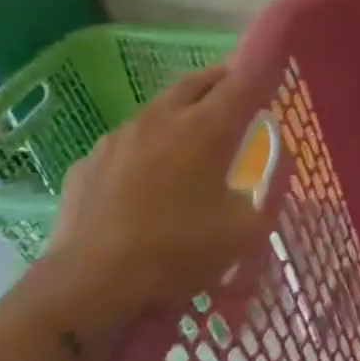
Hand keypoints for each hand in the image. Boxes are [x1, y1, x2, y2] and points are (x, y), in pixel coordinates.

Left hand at [34, 64, 267, 338]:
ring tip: (192, 141)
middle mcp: (162, 118)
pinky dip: (146, 148)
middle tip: (238, 100)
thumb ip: (267, 189)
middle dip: (222, 82)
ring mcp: (118, 137)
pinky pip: (126, 143)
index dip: (262, 73)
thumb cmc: (176, 252)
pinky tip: (146, 180)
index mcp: (206, 127)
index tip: (273, 77)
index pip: (243, 81)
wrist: (86, 287)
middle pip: (198, 81)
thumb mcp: (245, 229)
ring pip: (159, 108)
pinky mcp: (87, 162)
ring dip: (182, 113)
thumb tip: (272, 165)